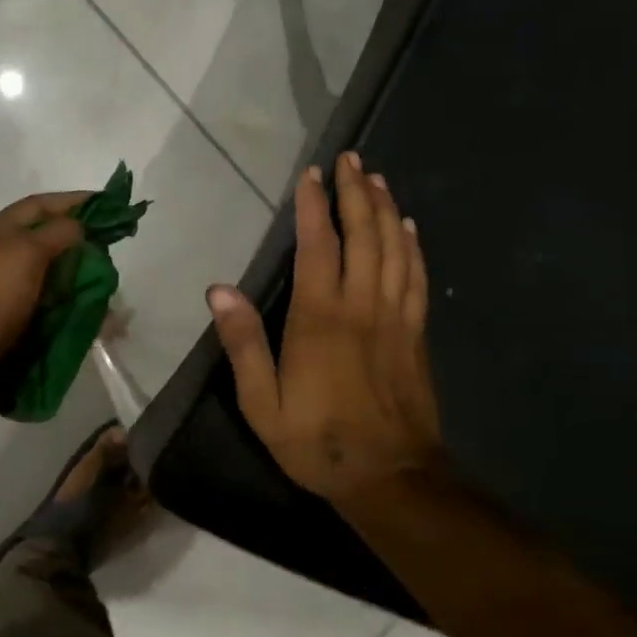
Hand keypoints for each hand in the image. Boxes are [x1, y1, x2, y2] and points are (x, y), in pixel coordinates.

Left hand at [0, 191, 88, 418]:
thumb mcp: (23, 253)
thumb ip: (57, 234)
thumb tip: (80, 227)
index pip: (40, 206)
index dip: (74, 201)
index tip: (109, 204)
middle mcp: (1, 260)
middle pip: (50, 245)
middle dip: (83, 249)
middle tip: (112, 258)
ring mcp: (6, 296)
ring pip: (54, 283)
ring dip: (82, 287)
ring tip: (109, 296)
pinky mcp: (13, 328)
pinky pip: (51, 315)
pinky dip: (74, 317)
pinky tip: (95, 324)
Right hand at [207, 152, 441, 500]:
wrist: (389, 477)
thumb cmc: (316, 441)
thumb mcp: (261, 403)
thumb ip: (243, 344)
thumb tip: (219, 289)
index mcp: (320, 318)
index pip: (317, 246)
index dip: (314, 206)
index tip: (312, 174)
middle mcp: (362, 306)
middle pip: (364, 235)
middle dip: (356, 192)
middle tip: (352, 159)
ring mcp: (395, 317)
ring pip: (395, 249)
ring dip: (386, 209)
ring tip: (378, 179)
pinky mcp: (416, 333)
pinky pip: (417, 277)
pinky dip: (412, 246)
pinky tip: (409, 228)